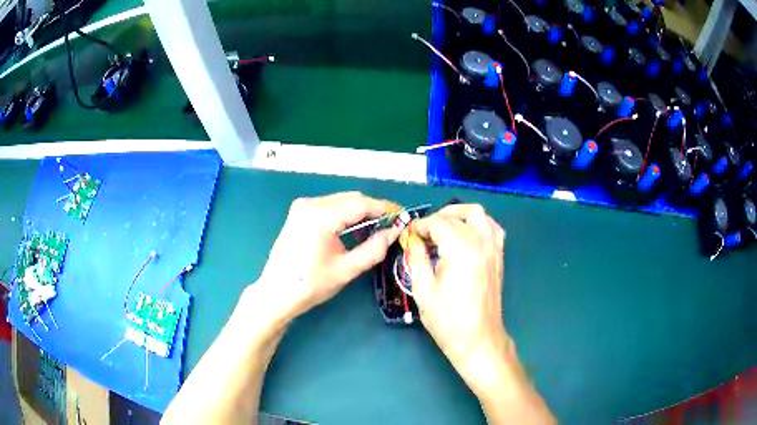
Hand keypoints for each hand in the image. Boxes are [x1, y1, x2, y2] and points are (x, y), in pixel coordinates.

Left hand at [256, 192, 403, 317]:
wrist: (276, 293)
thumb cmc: (310, 285)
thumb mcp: (347, 269)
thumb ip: (374, 249)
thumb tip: (394, 232)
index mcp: (321, 216)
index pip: (362, 204)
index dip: (385, 209)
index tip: (402, 216)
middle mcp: (310, 203)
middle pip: (351, 199)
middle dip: (373, 210)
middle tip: (390, 226)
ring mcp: (302, 206)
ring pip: (341, 201)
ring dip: (359, 212)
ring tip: (375, 231)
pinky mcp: (299, 212)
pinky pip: (329, 206)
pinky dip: (345, 215)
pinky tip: (353, 231)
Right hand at [406, 204, 510, 394]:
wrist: (478, 340)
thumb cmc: (448, 320)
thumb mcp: (423, 290)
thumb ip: (416, 258)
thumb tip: (411, 239)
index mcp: (460, 250)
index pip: (438, 223)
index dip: (420, 226)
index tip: (409, 235)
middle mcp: (480, 243)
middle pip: (457, 216)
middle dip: (436, 219)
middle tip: (423, 233)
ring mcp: (493, 249)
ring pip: (479, 214)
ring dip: (459, 214)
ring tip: (444, 227)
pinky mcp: (499, 257)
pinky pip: (493, 228)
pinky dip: (479, 223)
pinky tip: (467, 234)